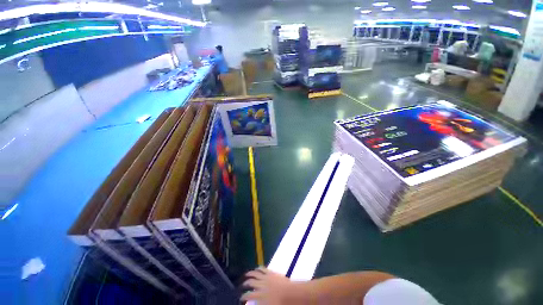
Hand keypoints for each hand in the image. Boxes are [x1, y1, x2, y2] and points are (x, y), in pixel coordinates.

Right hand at [241, 267, 297, 303]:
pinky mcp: (270, 273)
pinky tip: (256, 268)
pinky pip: (262, 269)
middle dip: (245, 284)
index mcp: (259, 296)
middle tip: (242, 285)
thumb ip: (260, 304)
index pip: (248, 296)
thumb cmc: (280, 304)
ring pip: (255, 274)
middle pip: (250, 283)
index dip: (243, 297)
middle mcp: (261, 285)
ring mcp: (266, 278)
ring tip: (246, 275)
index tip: (241, 298)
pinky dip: (258, 268)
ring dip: (249, 274)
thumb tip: (252, 304)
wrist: (290, 293)